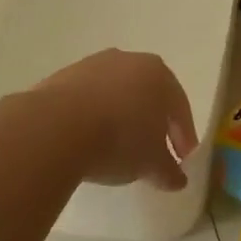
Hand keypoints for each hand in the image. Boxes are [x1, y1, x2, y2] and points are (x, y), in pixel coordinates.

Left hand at [28, 50, 198, 190]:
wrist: (57, 127)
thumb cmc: (119, 139)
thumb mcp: (151, 163)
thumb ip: (169, 171)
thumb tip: (178, 180)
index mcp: (159, 74)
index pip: (179, 107)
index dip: (184, 135)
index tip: (182, 158)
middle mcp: (129, 60)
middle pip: (148, 94)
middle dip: (152, 121)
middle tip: (153, 150)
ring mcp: (94, 64)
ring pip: (116, 93)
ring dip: (120, 116)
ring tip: (117, 146)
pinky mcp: (64, 75)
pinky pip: (88, 97)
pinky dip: (93, 115)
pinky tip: (88, 138)